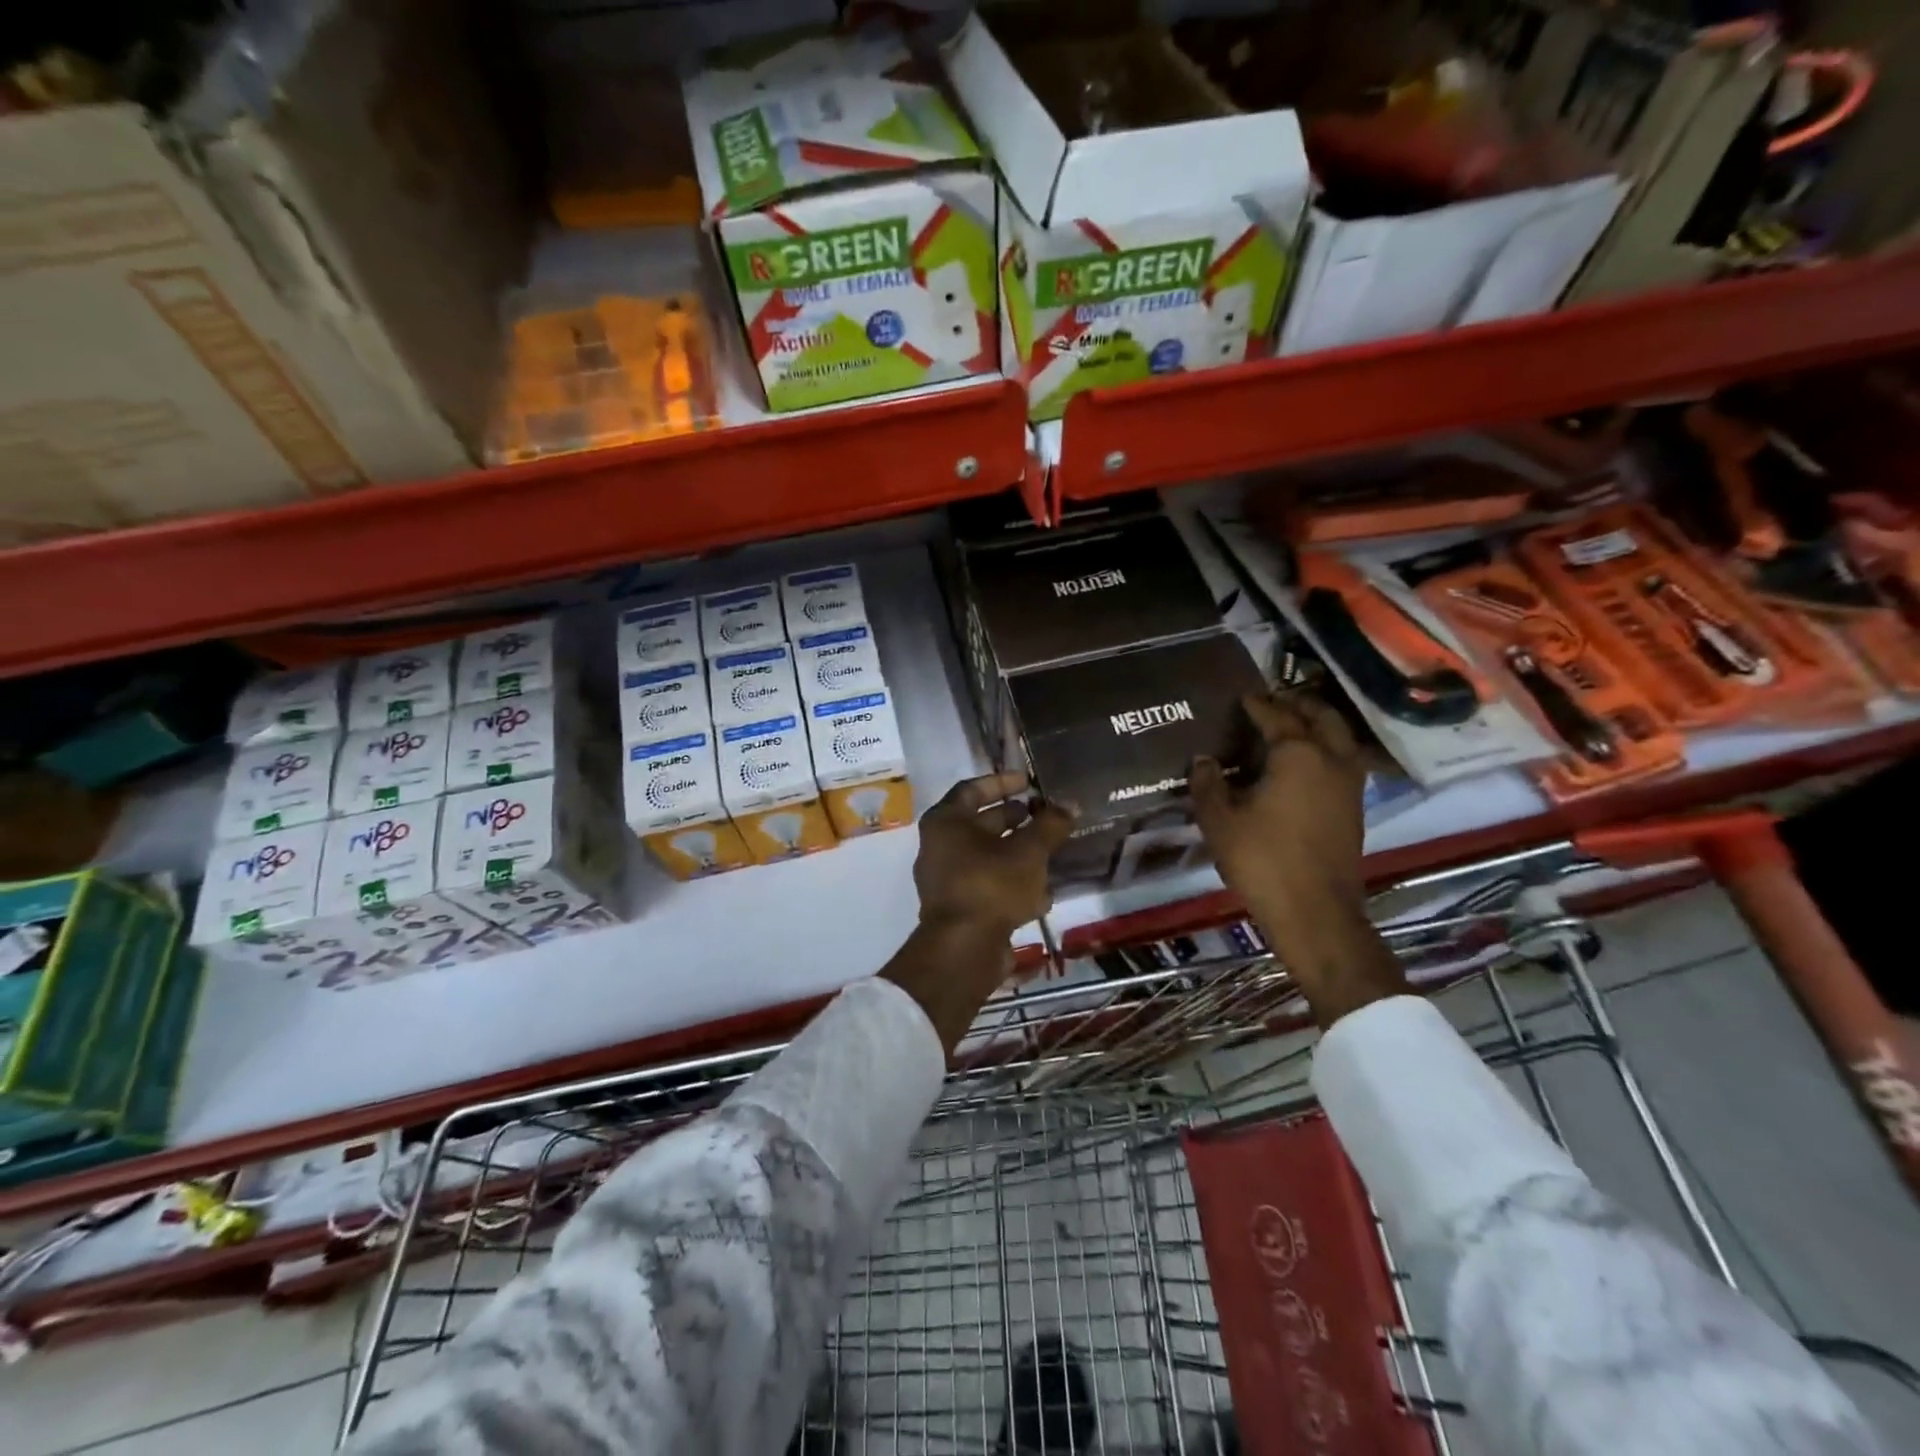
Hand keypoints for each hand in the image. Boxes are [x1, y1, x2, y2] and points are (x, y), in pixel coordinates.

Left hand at [914, 771, 1074, 938]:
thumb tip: (1069, 804)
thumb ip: (1050, 825)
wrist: (964, 948)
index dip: (1002, 783)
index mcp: (945, 823)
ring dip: (1017, 854)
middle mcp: (939, 848)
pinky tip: (1043, 894)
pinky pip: (988, 886)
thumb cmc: (991, 885)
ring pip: (987, 858)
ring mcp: (947, 881)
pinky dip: (1013, 884)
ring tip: (1050, 851)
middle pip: (979, 825)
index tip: (1028, 781)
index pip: (972, 789)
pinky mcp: (959, 909)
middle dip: (1014, 820)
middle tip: (1043, 815)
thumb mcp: (1029, 851)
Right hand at [1191, 691, 1405, 1026]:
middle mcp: (1332, 759)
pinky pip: (1344, 761)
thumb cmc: (1262, 860)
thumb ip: (1208, 785)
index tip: (1243, 697)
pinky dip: (1327, 749)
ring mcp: (1350, 785)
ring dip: (1318, 724)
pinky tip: (1305, 764)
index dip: (1258, 704)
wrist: (1315, 912)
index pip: (1277, 716)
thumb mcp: (1220, 821)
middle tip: (1273, 700)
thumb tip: (1204, 761)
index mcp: (1298, 755)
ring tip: (1292, 725)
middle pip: (1321, 717)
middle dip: (1298, 704)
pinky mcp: (1355, 808)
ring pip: (1340, 737)